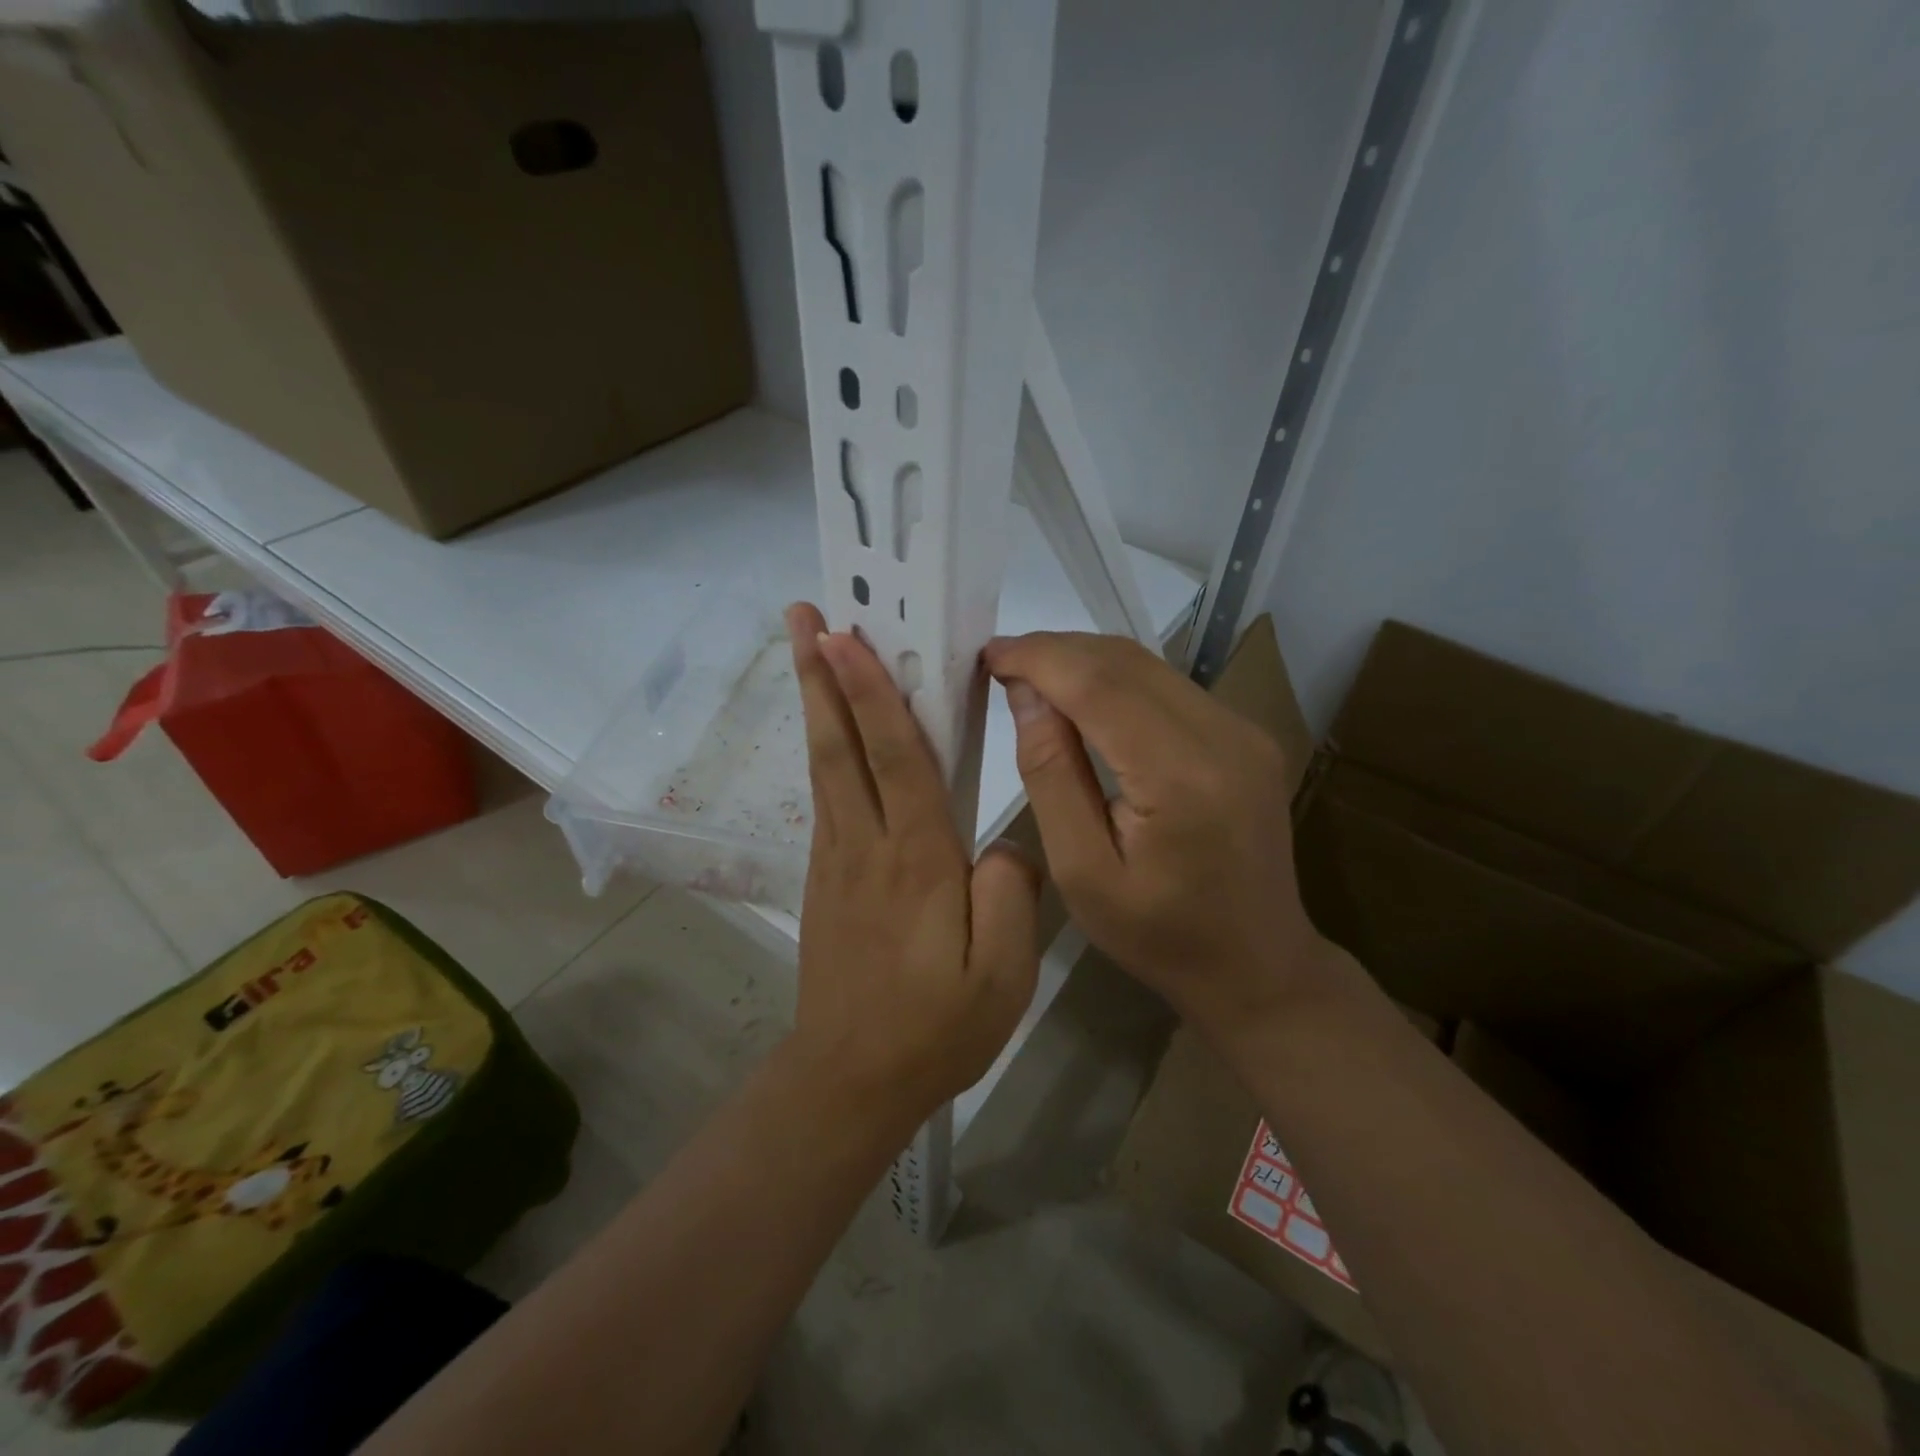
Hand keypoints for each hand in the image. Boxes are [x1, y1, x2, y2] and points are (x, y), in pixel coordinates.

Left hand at [786, 604, 1040, 1124]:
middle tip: (802, 612)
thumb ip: (1010, 893)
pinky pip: (826, 795)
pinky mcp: (824, 876)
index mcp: (916, 859)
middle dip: (820, 674)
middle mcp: (866, 844)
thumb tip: (1002, 844)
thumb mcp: (1003, 974)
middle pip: (839, 745)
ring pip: (825, 764)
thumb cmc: (935, 1029)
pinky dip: (825, 747)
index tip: (844, 636)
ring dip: (815, 701)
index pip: (893, 758)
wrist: (851, 1079)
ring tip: (805, 646)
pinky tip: (829, 730)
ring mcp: (836, 858)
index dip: (870, 693)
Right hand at [983, 631, 1340, 1043]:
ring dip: (1085, 662)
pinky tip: (1084, 701)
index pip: (1099, 684)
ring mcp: (1244, 730)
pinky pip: (1169, 686)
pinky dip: (1117, 681)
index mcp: (1182, 777)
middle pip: (1126, 661)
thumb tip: (1026, 694)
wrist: (1258, 965)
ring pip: (1149, 666)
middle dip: (1056, 651)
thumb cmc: (1159, 936)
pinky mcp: (1247, 734)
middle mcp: (1224, 736)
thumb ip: (1051, 775)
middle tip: (1001, 664)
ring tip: (1032, 679)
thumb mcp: (1082, 872)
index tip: (987, 654)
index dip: (1039, 657)